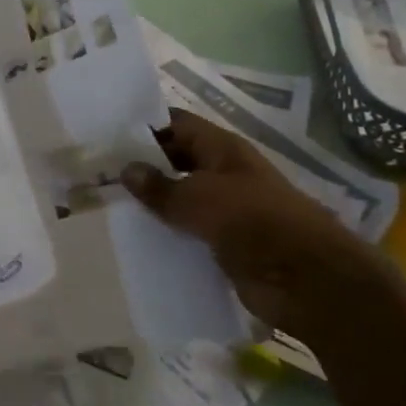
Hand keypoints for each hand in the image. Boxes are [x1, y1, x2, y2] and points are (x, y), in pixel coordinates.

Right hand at [121, 109, 389, 343]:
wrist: (308, 281)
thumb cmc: (253, 222)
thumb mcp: (198, 198)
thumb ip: (159, 186)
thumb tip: (127, 169)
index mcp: (222, 149)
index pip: (176, 124)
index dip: (144, 125)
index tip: (106, 133)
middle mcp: (224, 173)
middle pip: (177, 160)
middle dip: (143, 165)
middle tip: (98, 172)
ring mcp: (227, 209)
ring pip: (181, 198)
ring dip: (153, 203)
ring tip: (108, 205)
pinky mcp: (226, 243)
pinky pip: (189, 231)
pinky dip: (167, 234)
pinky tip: (136, 239)